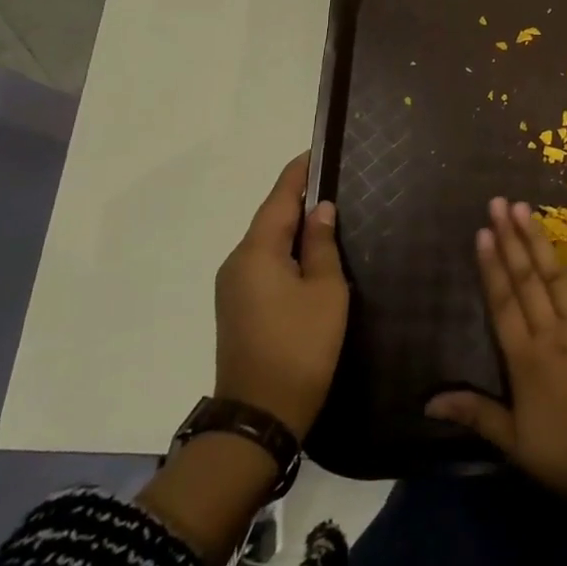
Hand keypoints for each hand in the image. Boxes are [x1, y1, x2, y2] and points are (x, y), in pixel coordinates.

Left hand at [213, 151, 347, 439]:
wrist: (260, 414)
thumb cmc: (300, 345)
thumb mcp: (325, 290)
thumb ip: (322, 245)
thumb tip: (320, 210)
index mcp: (257, 252)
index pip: (278, 198)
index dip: (298, 173)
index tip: (316, 152)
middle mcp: (237, 262)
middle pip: (270, 219)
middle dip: (298, 199)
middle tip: (333, 182)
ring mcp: (233, 287)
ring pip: (267, 243)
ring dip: (293, 227)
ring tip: (328, 214)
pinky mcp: (238, 307)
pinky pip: (264, 264)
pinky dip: (286, 250)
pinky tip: (310, 253)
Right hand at [426, 199, 566, 510]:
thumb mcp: (516, 445)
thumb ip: (476, 415)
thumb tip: (429, 402)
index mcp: (524, 359)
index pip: (501, 303)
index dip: (490, 267)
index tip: (481, 233)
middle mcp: (551, 332)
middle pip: (526, 280)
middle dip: (510, 240)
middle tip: (499, 203)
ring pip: (555, 275)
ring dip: (538, 240)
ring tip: (524, 208)